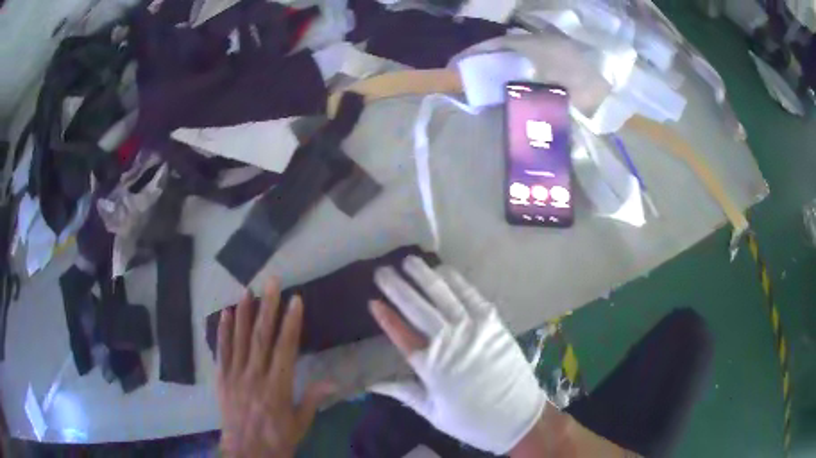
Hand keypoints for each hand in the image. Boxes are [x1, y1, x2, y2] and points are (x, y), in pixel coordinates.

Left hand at [217, 279, 334, 457]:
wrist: (246, 452)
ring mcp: (235, 375)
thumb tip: (334, 380)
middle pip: (262, 337)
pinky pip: (222, 351)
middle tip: (272, 282)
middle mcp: (255, 376)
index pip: (286, 348)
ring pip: (240, 339)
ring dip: (245, 313)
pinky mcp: (222, 378)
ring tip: (248, 290)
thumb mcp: (300, 423)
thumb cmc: (278, 439)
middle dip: (268, 307)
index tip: (295, 300)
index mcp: (278, 387)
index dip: (291, 323)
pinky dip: (224, 331)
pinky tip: (227, 314)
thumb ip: (313, 399)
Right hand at [369, 256, 549, 454]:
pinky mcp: (493, 323)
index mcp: (431, 367)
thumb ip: (403, 392)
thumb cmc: (472, 420)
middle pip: (418, 308)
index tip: (372, 301)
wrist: (518, 416)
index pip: (401, 334)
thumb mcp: (432, 412)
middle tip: (382, 271)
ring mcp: (473, 329)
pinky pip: (471, 296)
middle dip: (397, 287)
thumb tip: (372, 384)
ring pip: (443, 296)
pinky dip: (456, 281)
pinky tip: (443, 271)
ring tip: (408, 261)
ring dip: (424, 276)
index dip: (386, 317)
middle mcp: (450, 342)